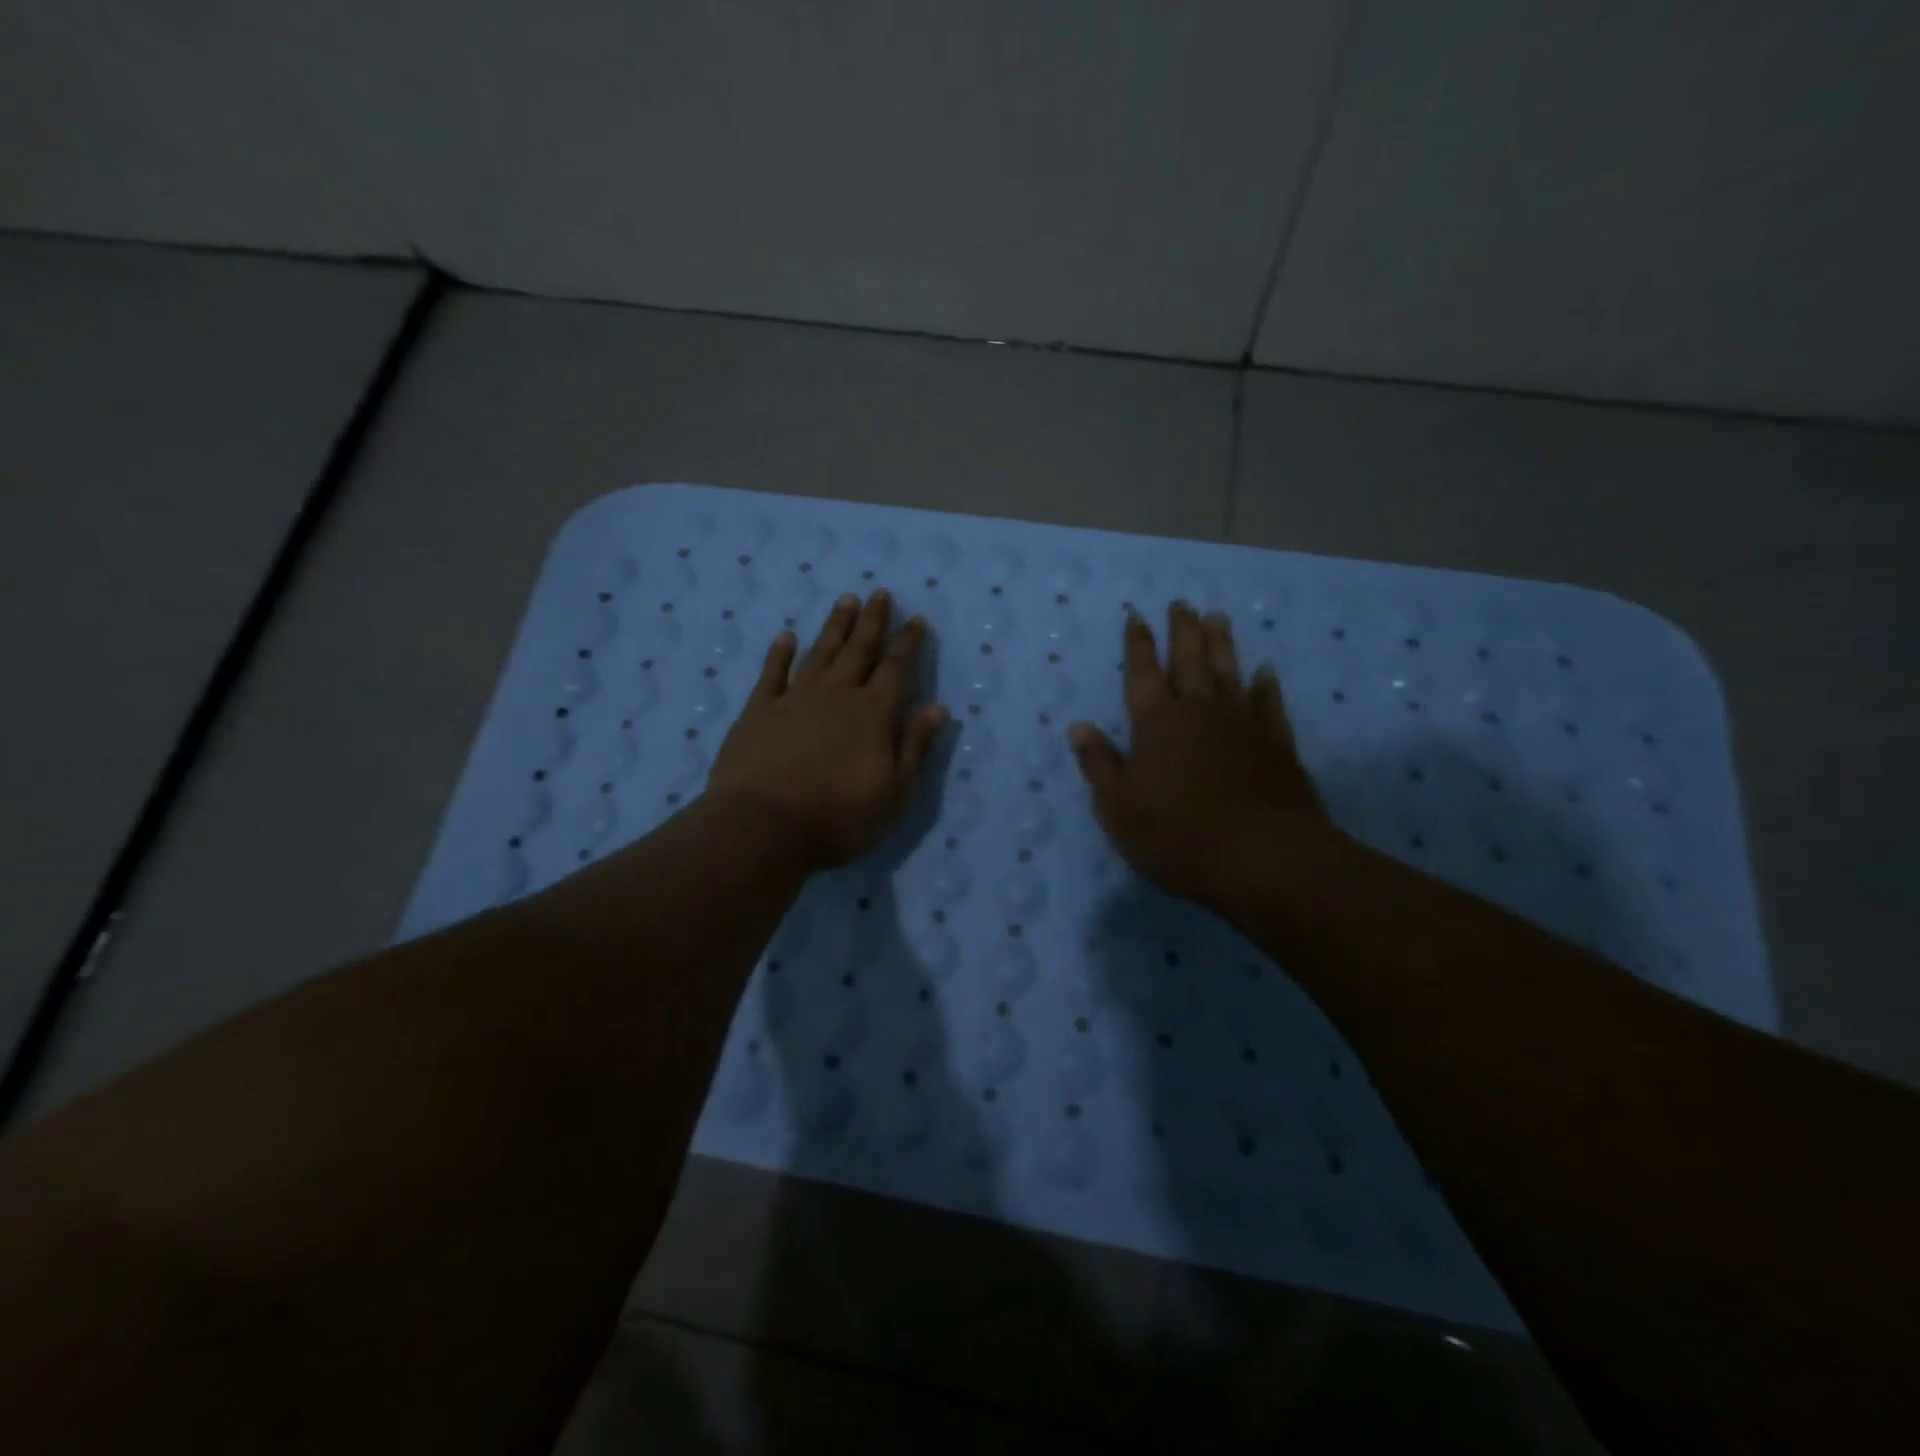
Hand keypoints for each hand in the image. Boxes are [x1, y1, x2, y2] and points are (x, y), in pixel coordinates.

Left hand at [706, 591, 948, 868]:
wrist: (764, 827)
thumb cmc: (838, 817)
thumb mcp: (894, 792)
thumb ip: (915, 746)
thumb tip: (937, 707)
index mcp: (872, 714)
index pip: (896, 668)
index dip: (908, 643)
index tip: (916, 619)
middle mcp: (836, 695)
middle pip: (858, 650)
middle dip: (872, 621)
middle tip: (880, 593)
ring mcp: (794, 699)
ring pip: (820, 652)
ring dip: (835, 626)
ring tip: (846, 600)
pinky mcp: (758, 711)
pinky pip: (772, 673)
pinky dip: (780, 653)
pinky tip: (786, 637)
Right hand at [1068, 603, 1343, 910]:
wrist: (1260, 857)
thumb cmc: (1176, 835)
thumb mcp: (1118, 807)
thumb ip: (1099, 764)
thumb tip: (1079, 726)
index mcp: (1156, 723)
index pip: (1142, 674)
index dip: (1138, 645)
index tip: (1137, 617)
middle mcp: (1198, 711)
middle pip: (1189, 660)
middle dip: (1182, 631)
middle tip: (1181, 603)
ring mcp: (1242, 724)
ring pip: (1229, 671)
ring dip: (1222, 644)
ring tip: (1218, 617)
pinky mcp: (1277, 743)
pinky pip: (1270, 703)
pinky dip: (1266, 685)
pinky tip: (1265, 672)